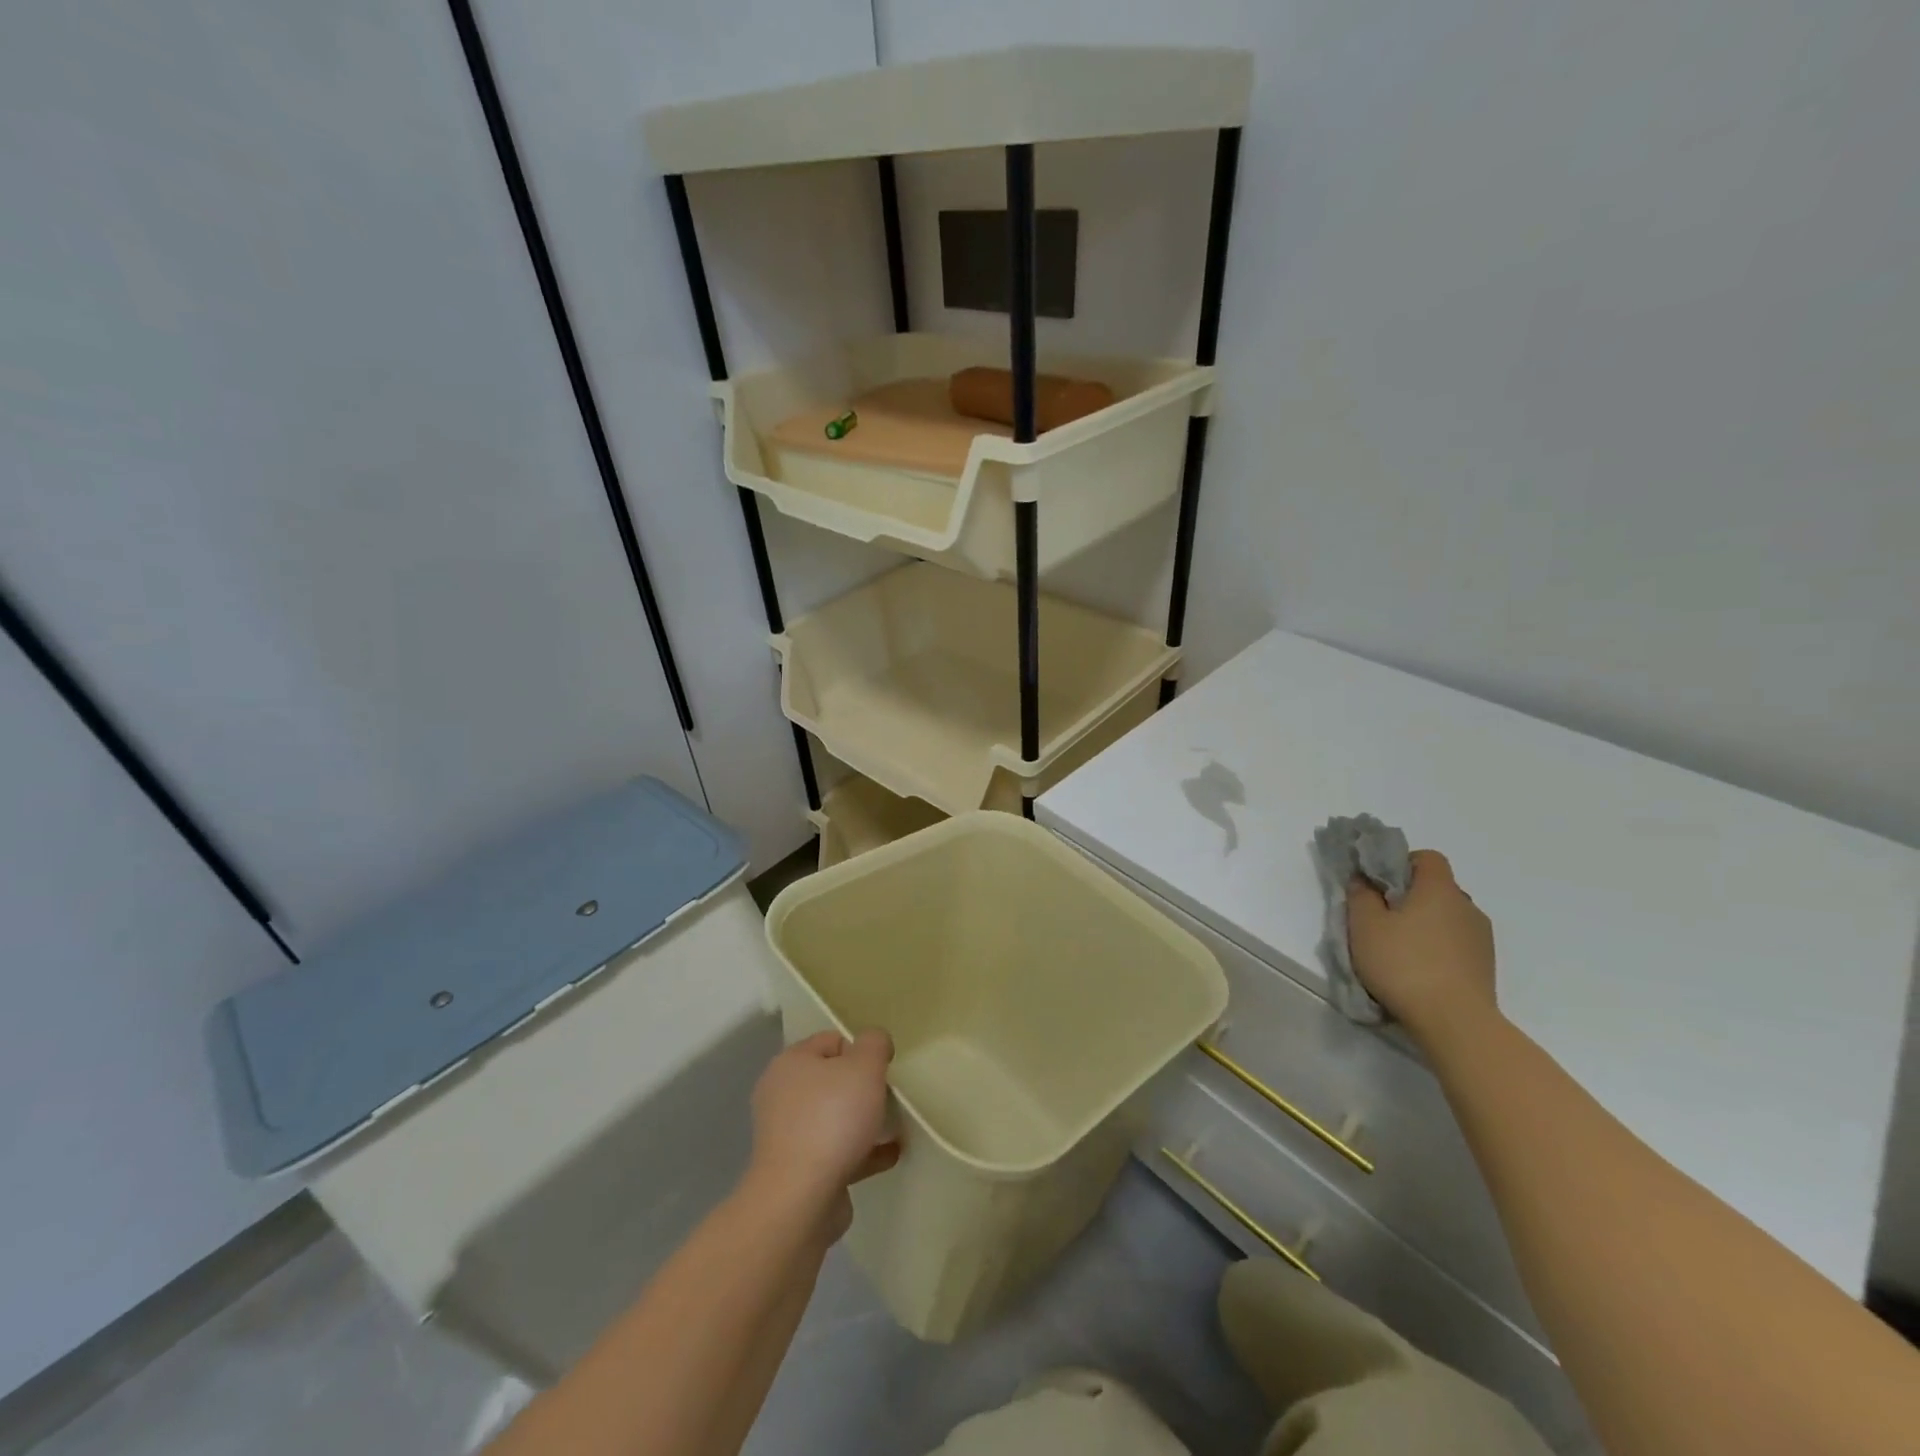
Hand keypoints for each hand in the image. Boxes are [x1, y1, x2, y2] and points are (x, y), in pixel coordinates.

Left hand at [745, 1030, 898, 1235]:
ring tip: (895, 1125)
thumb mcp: (864, 1066)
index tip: (881, 1069)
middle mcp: (782, 1095)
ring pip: (834, 1118)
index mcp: (790, 1063)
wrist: (800, 1199)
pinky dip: (862, 1151)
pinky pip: (837, 1152)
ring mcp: (788, 1136)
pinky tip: (890, 1154)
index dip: (860, 1050)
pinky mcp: (799, 1171)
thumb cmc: (832, 1119)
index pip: (830, 1040)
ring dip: (863, 1121)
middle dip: (862, 1087)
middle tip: (887, 1097)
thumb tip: (874, 1042)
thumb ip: (874, 1044)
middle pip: (831, 1080)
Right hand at [1347, 850, 1497, 1045]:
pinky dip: (1438, 948)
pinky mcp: (1485, 966)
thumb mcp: (1365, 926)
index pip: (1428, 857)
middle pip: (1437, 888)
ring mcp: (1481, 938)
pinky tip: (1419, 971)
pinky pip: (1456, 943)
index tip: (1380, 885)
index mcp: (1439, 889)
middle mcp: (1466, 906)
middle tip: (1382, 918)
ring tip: (1400, 950)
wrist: (1455, 1022)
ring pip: (1447, 917)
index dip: (1402, 863)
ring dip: (1425, 924)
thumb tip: (1363, 879)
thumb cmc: (1404, 964)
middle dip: (1410, 897)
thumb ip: (1361, 895)